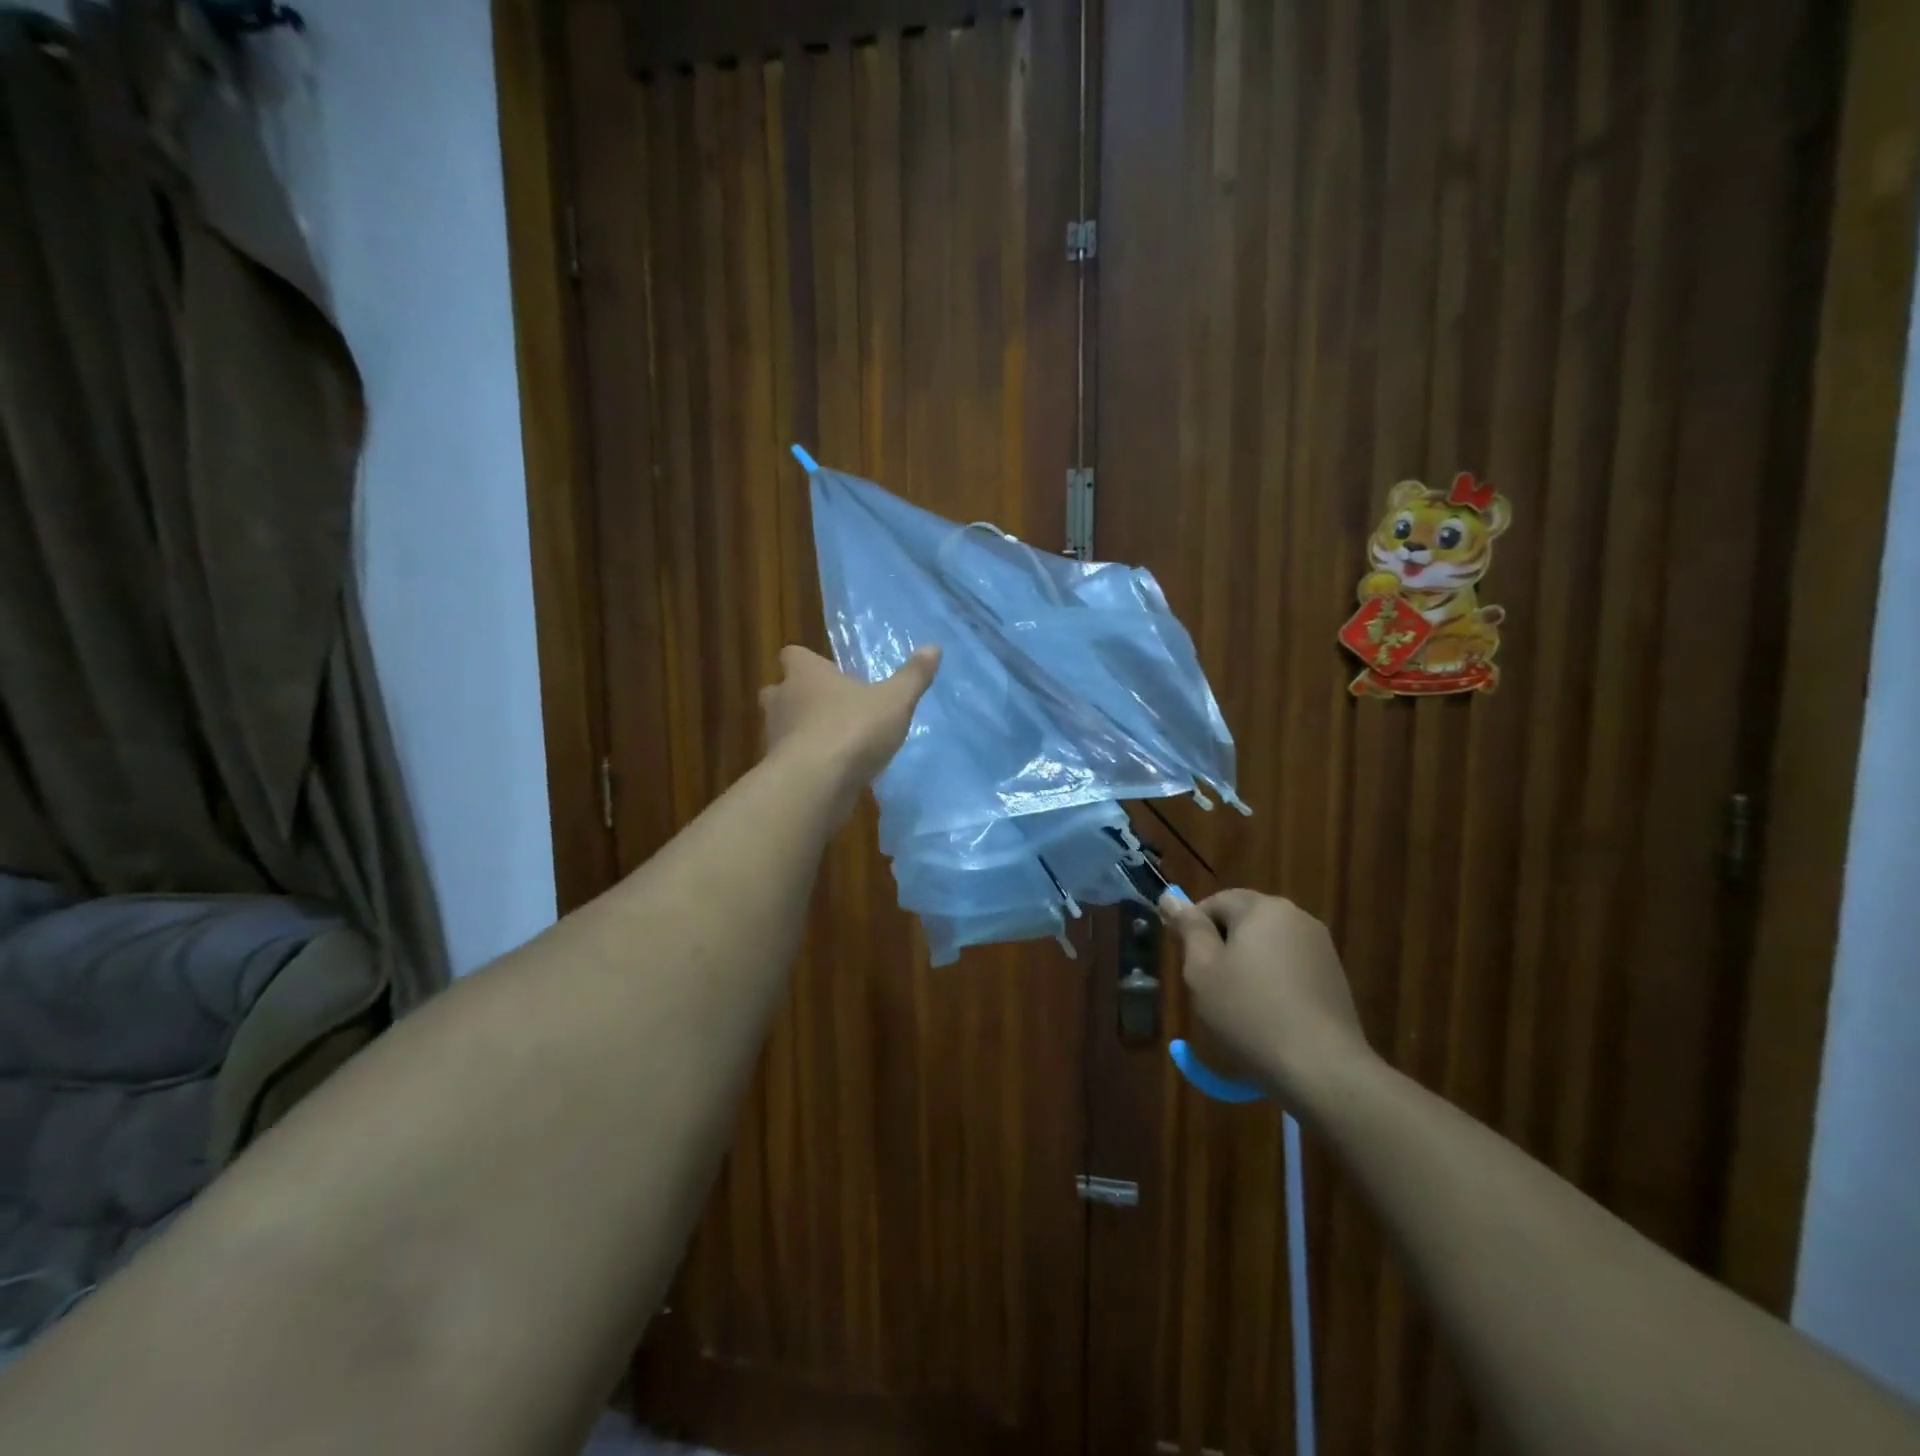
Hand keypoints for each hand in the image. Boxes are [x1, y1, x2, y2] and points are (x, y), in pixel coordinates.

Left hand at [760, 644, 940, 789]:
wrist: (815, 784)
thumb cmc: (853, 729)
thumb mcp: (895, 701)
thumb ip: (913, 676)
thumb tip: (934, 647)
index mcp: (805, 674)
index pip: (793, 655)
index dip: (807, 662)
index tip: (827, 671)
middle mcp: (782, 700)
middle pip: (779, 691)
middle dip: (797, 697)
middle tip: (826, 706)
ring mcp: (774, 737)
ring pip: (782, 727)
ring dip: (801, 732)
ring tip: (833, 742)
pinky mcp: (777, 770)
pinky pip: (790, 759)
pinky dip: (806, 762)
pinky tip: (830, 773)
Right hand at [1160, 890, 1375, 1106]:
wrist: (1322, 1069)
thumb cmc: (1249, 1013)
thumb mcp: (1202, 970)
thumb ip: (1188, 928)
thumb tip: (1170, 897)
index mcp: (1262, 908)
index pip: (1216, 901)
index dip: (1194, 927)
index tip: (1186, 961)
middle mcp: (1296, 917)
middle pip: (1245, 920)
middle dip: (1222, 945)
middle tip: (1208, 984)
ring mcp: (1320, 948)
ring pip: (1268, 945)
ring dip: (1248, 965)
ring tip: (1237, 1005)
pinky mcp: (1334, 977)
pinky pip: (1290, 967)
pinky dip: (1273, 982)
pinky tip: (1268, 1016)